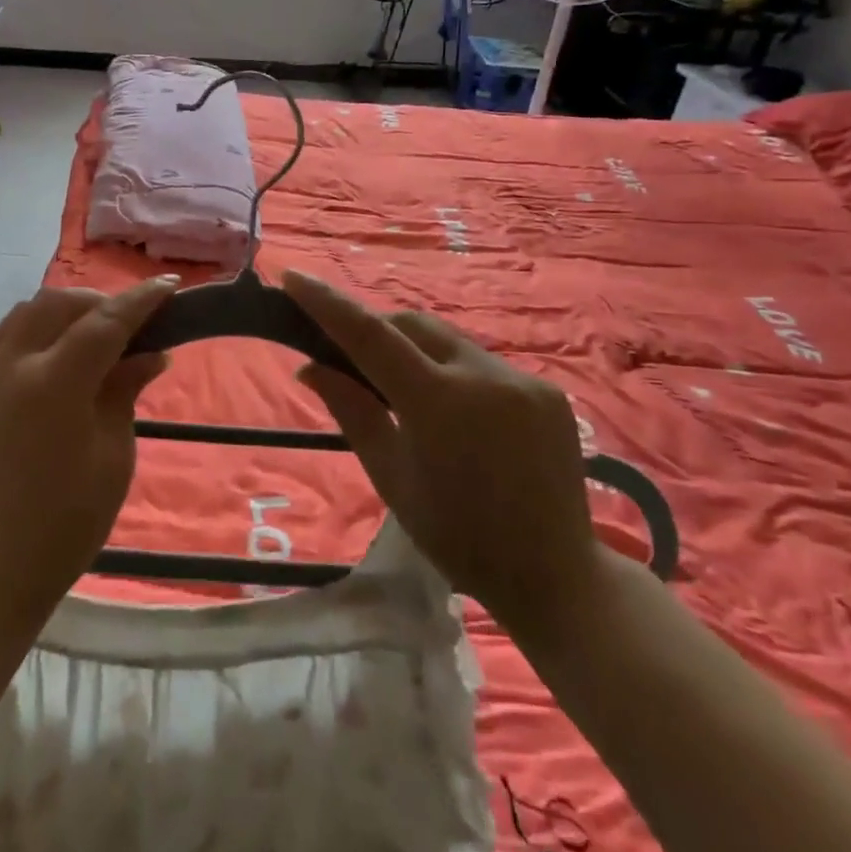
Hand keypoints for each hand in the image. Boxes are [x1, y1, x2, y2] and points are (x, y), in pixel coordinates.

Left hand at [0, 277, 177, 627]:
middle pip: (59, 304)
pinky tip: (34, 355)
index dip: (140, 300)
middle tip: (130, 324)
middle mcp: (11, 365)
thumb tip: (150, 354)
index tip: (169, 286)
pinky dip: (19, 334)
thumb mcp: (113, 457)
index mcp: (55, 384)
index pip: (105, 322)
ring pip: (23, 313)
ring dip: (60, 312)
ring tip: (85, 335)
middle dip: (99, 303)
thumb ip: (124, 392)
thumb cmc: (66, 523)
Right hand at [283, 270, 602, 647]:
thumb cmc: (457, 536)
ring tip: (398, 385)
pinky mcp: (547, 388)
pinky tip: (451, 408)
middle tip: (346, 353)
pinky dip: (451, 369)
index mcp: (439, 404)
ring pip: (448, 340)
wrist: (556, 574)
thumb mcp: (391, 477)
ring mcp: (523, 379)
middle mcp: (485, 376)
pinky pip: (482, 361)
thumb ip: (352, 411)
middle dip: (374, 329)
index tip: (294, 277)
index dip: (329, 303)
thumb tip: (310, 367)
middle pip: (412, 326)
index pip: (371, 336)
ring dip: (414, 349)